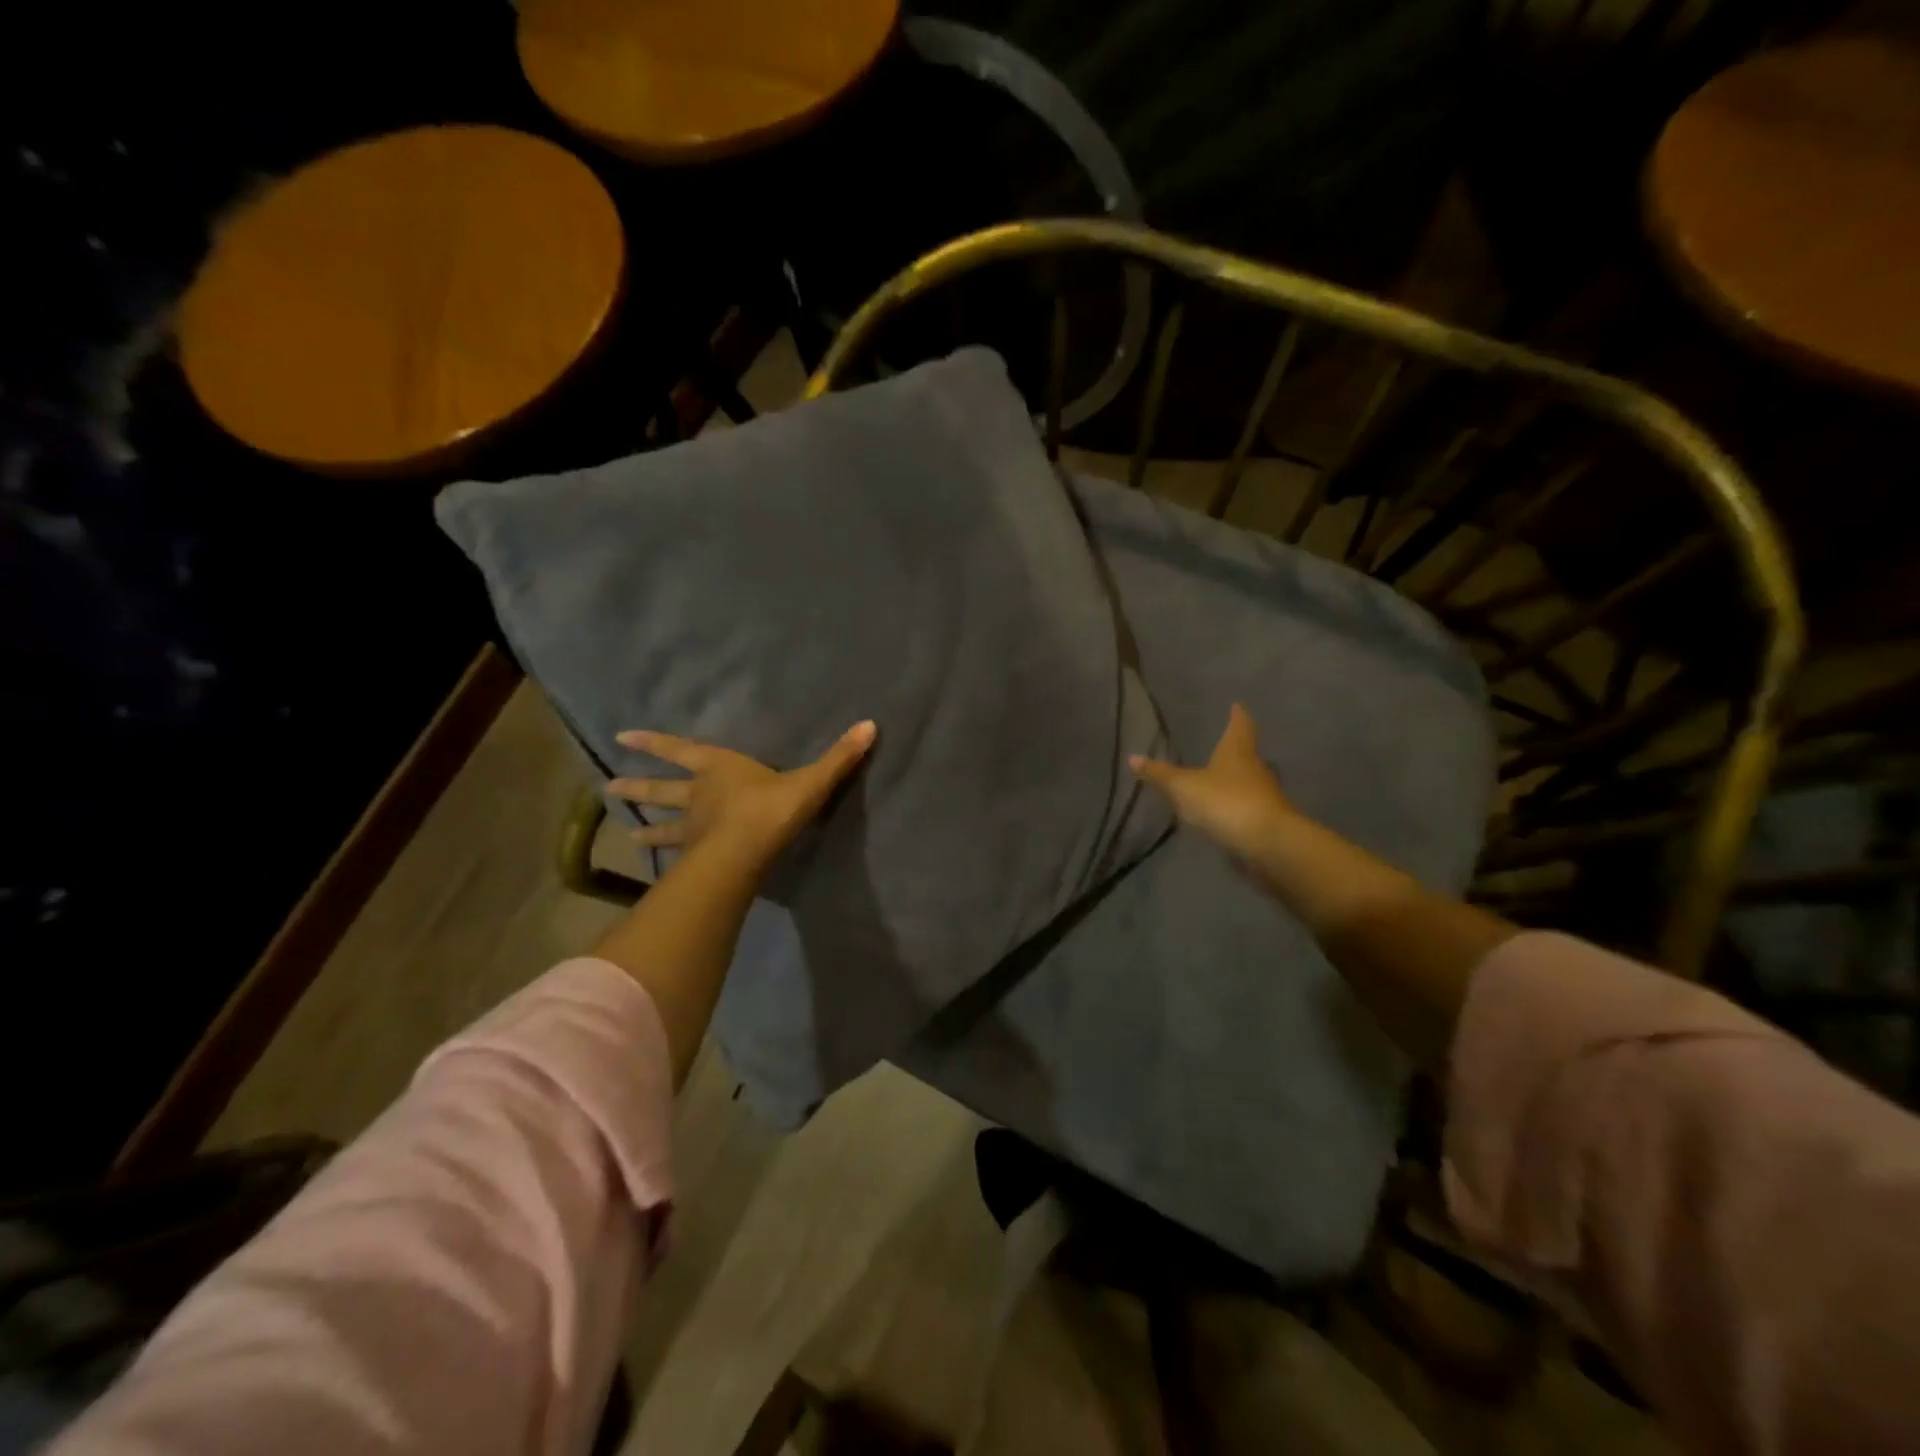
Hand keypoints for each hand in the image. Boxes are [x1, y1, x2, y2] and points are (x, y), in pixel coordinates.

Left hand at [609, 721, 876, 867]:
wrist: (746, 852)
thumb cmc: (771, 808)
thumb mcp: (811, 780)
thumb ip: (839, 757)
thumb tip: (871, 724)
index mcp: (720, 768)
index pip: (680, 750)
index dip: (653, 743)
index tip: (621, 738)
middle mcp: (700, 795)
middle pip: (663, 789)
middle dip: (639, 787)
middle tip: (610, 787)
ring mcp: (694, 829)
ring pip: (664, 824)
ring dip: (645, 825)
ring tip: (625, 830)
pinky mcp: (697, 857)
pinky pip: (677, 855)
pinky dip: (664, 857)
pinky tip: (654, 867)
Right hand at [1130, 704, 1295, 860]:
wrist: (1268, 843)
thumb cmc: (1225, 802)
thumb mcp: (1184, 787)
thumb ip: (1160, 774)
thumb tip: (1133, 757)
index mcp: (1238, 752)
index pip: (1240, 726)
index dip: (1237, 716)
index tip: (1237, 706)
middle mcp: (1256, 768)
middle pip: (1247, 754)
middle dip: (1235, 750)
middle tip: (1221, 746)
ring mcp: (1265, 795)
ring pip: (1249, 781)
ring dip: (1235, 780)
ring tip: (1216, 781)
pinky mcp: (1267, 820)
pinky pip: (1248, 806)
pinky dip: (1236, 806)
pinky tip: (1223, 813)